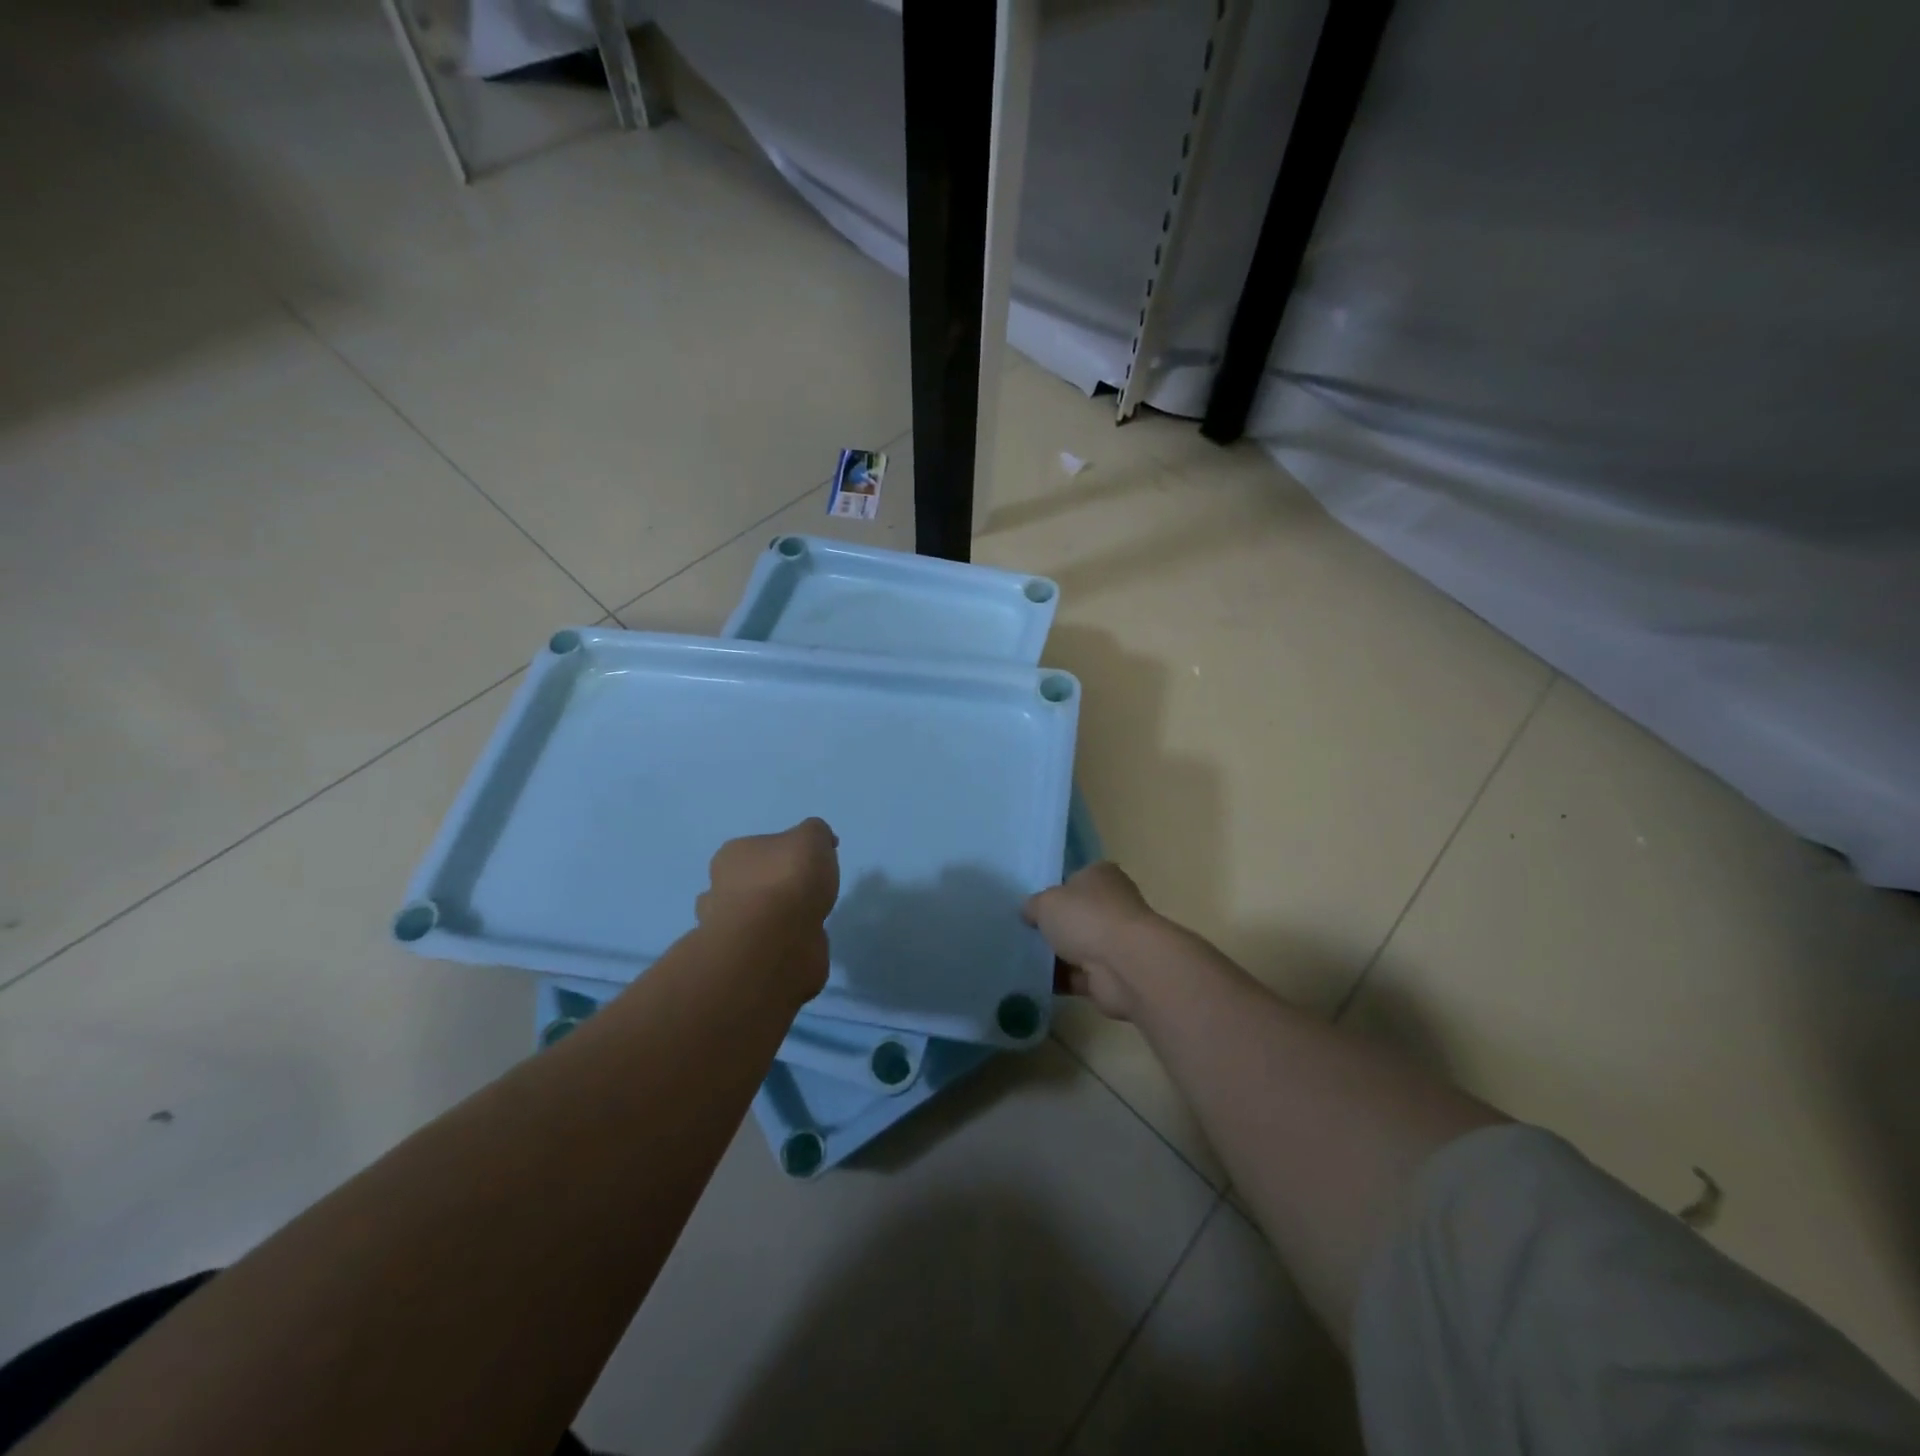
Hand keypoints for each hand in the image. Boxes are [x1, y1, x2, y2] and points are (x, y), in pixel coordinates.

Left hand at [697, 818, 839, 995]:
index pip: (757, 847)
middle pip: (747, 883)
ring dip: (770, 920)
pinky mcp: (741, 961)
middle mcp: (720, 889)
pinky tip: (800, 944)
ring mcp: (727, 929)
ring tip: (801, 922)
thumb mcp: (812, 838)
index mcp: (732, 855)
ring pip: (749, 918)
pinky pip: (763, 947)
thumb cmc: (789, 879)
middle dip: (770, 888)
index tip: (811, 863)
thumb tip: (821, 842)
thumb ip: (816, 833)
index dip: (785, 853)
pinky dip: (779, 945)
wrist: (776, 942)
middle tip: (803, 894)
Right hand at [1023, 861, 1159, 1020]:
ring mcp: (1114, 942)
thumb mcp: (1046, 902)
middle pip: (1076, 914)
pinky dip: (1059, 980)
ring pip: (1077, 946)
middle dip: (1053, 926)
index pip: (1075, 879)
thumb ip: (1034, 906)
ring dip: (1055, 955)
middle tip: (1022, 933)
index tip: (1031, 905)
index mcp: (1102, 876)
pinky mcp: (1110, 975)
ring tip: (1020, 958)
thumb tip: (1030, 912)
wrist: (1125, 966)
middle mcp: (1112, 905)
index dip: (1054, 890)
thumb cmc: (1086, 918)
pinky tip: (1032, 981)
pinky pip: (1077, 976)